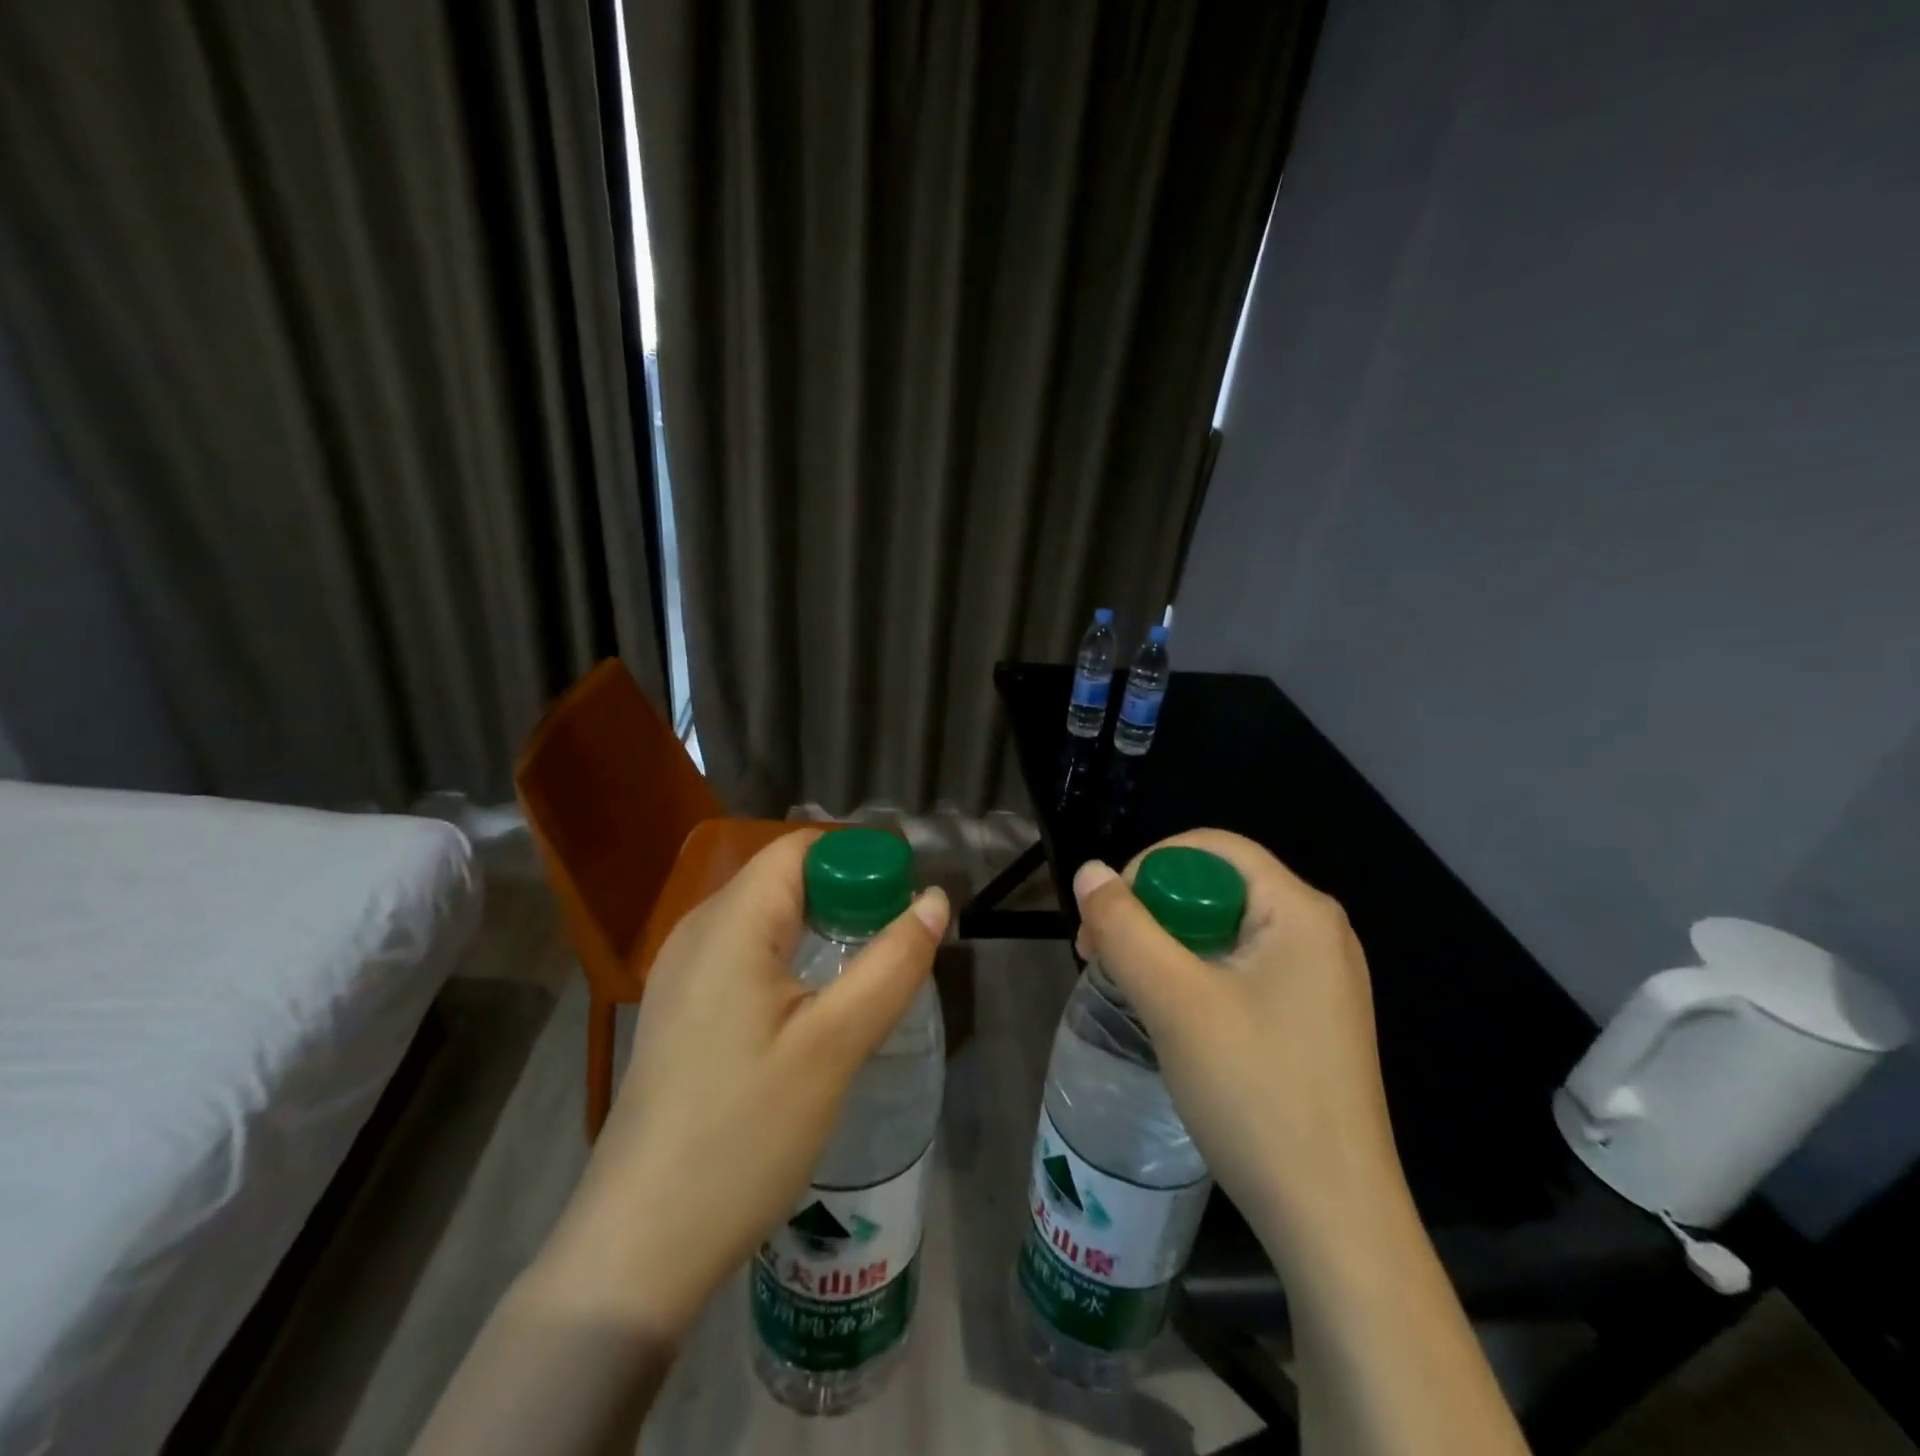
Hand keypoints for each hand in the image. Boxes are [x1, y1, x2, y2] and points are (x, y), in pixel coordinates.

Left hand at [529, 828, 948, 1333]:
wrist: (640, 1244)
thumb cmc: (743, 1135)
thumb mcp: (834, 1047)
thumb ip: (890, 965)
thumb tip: (934, 901)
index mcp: (730, 923)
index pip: (801, 850)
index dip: (858, 861)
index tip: (905, 903)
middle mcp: (697, 931)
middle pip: (784, 879)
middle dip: (847, 897)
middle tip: (896, 945)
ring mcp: (681, 973)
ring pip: (766, 918)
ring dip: (822, 930)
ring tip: (867, 974)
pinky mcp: (681, 1010)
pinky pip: (745, 955)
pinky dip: (791, 958)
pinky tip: (815, 1007)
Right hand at [1073, 830, 1404, 1274]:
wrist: (1334, 1222)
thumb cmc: (1255, 1095)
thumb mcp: (1174, 1002)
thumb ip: (1124, 927)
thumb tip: (1088, 872)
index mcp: (1300, 910)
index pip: (1210, 848)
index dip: (1147, 867)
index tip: (1105, 919)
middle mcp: (1317, 930)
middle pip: (1216, 886)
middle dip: (1151, 911)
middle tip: (1102, 957)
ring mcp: (1318, 976)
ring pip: (1223, 929)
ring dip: (1166, 945)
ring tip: (1128, 986)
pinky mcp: (1309, 1015)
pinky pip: (1240, 966)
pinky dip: (1194, 974)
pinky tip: (1170, 1014)